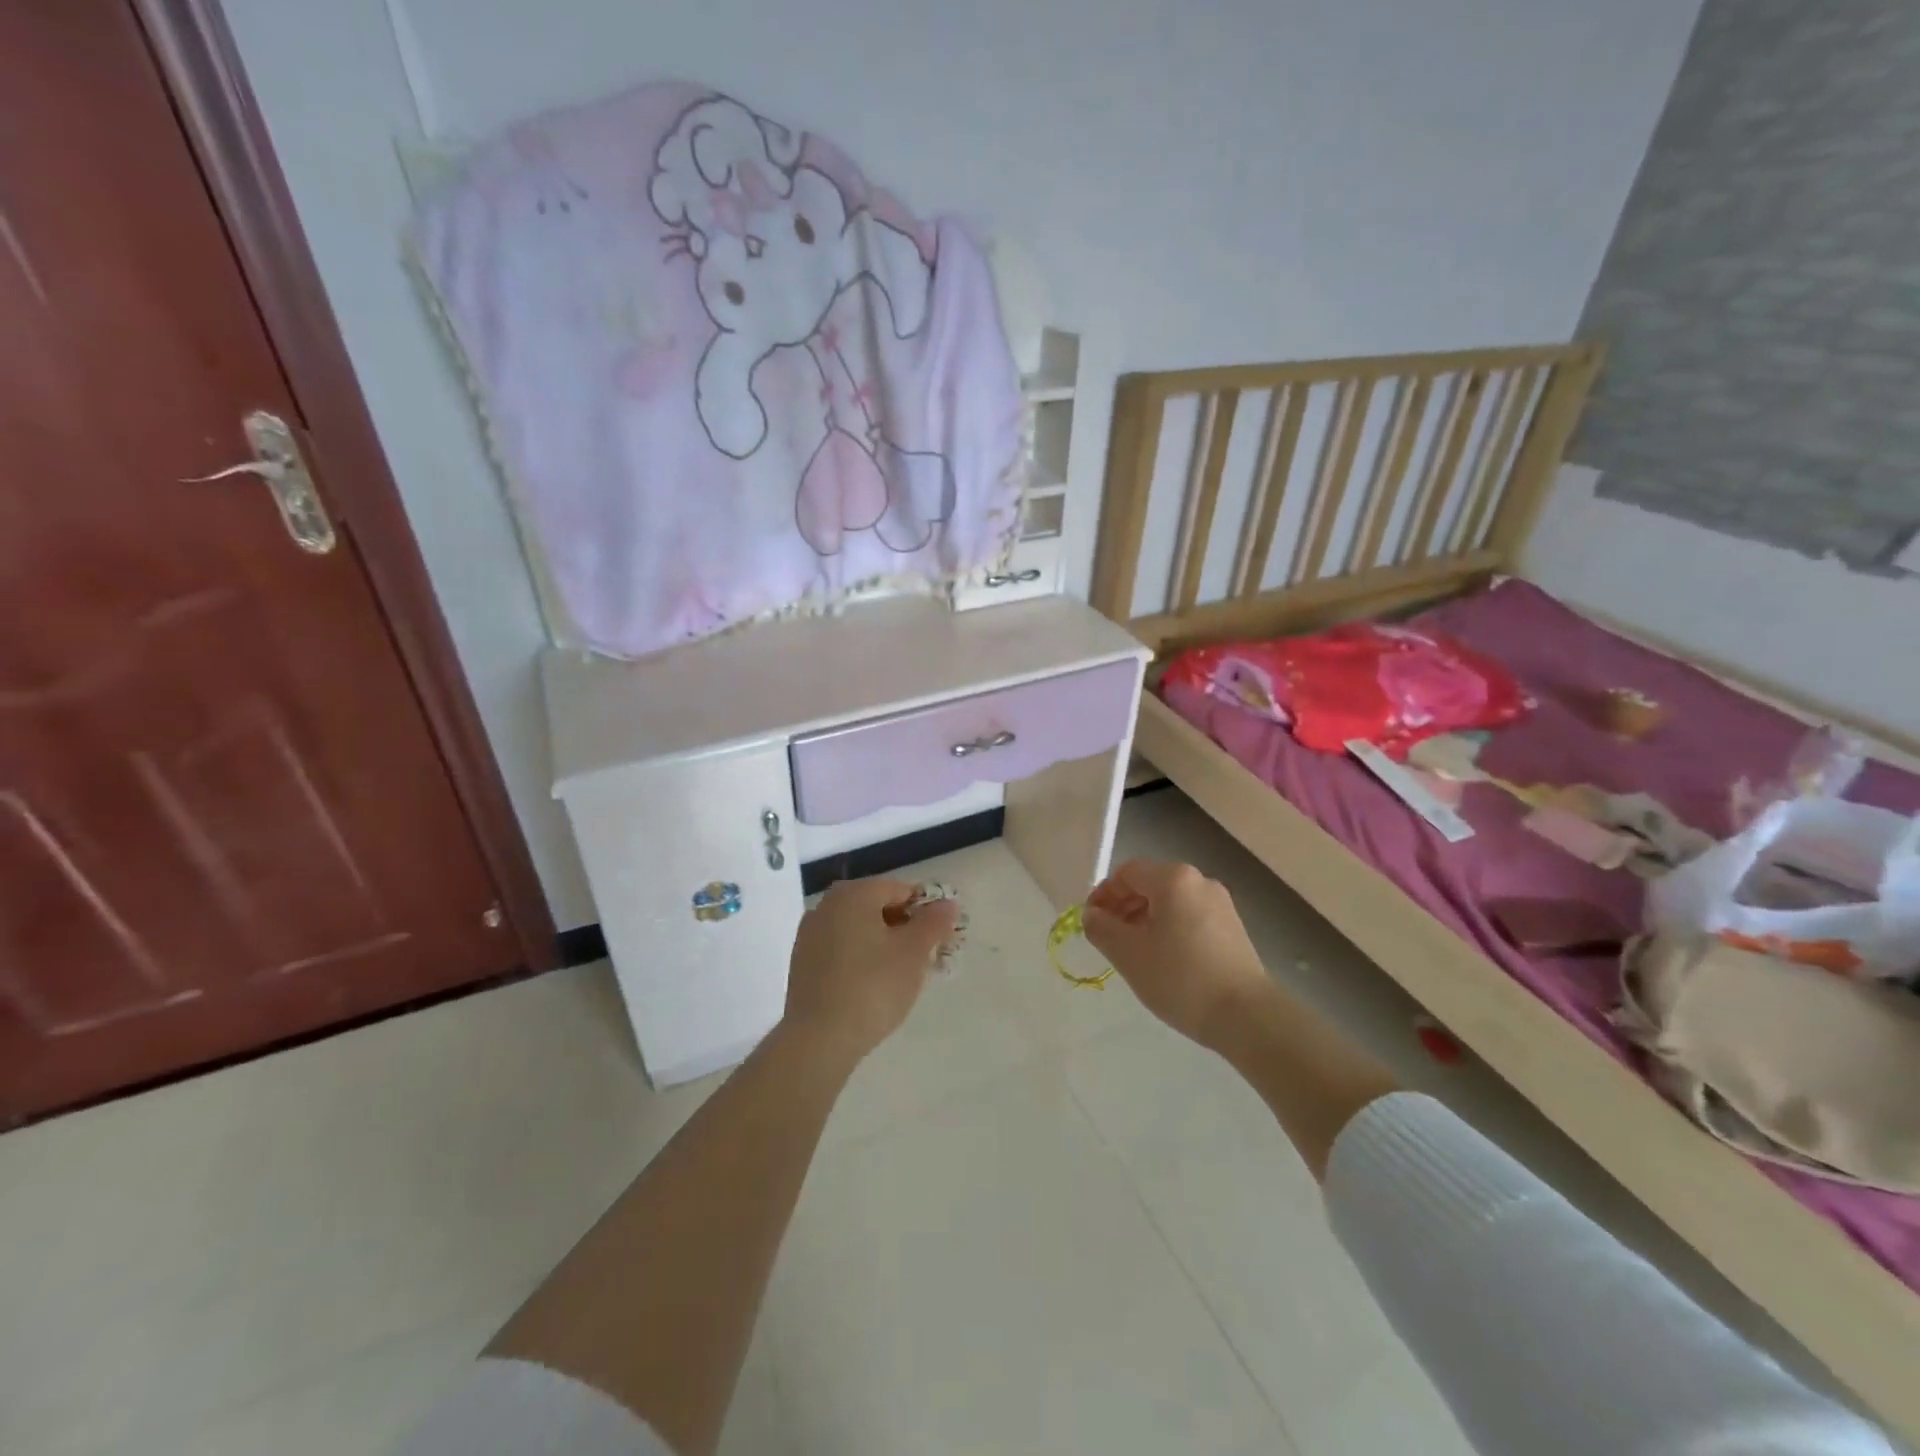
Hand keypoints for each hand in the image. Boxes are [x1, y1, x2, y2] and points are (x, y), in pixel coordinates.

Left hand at [782, 878, 959, 1065]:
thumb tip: (947, 903)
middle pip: (877, 908)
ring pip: (859, 930)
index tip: (941, 939)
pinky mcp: (802, 964)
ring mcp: (810, 935)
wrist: (819, 1039)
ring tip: (901, 976)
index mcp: (853, 894)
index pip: (901, 890)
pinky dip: (860, 959)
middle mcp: (827, 905)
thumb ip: (934, 922)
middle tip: (925, 958)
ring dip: (883, 944)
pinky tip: (872, 987)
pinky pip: (841, 950)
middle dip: (904, 928)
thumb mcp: (914, 952)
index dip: (926, 911)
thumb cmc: (873, 987)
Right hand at [1083, 860, 1273, 1051]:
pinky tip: (1164, 960)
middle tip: (1109, 938)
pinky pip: (1189, 917)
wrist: (1246, 1016)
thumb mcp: (1128, 953)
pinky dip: (1169, 929)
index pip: (1126, 872)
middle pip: (1149, 884)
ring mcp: (1221, 904)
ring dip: (1144, 919)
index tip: (1091, 922)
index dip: (1103, 894)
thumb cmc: (1179, 977)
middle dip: (1123, 907)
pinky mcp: (1232, 928)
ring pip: (1170, 902)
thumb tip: (1092, 915)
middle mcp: (1199, 881)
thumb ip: (1101, 928)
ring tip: (1134, 953)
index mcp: (1173, 878)